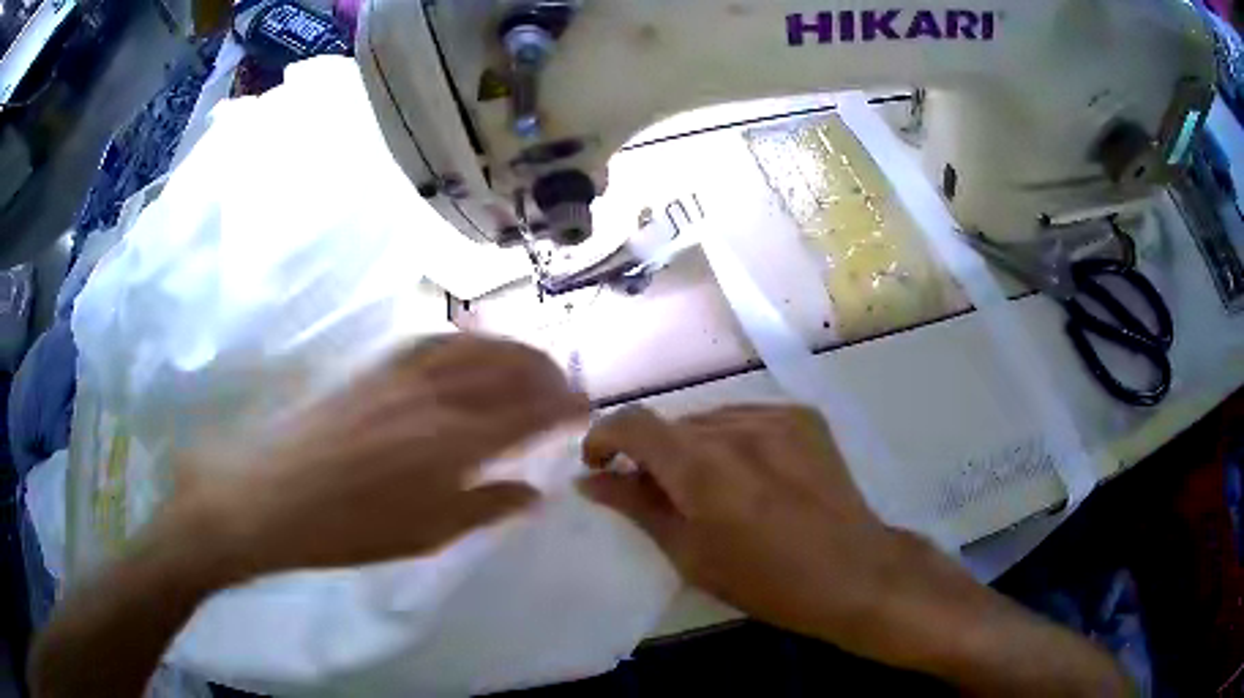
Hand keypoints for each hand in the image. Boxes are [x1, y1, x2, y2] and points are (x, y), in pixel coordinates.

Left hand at [177, 334, 587, 579]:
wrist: (273, 494)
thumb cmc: (350, 530)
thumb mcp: (425, 535)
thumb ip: (485, 508)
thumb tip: (534, 493)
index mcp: (454, 443)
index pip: (529, 413)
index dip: (565, 407)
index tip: (586, 411)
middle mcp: (437, 395)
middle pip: (509, 368)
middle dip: (548, 374)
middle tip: (566, 389)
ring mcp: (404, 372)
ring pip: (476, 345)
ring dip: (514, 351)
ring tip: (533, 364)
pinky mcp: (377, 364)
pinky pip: (437, 340)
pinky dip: (470, 341)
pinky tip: (475, 351)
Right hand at [579, 404, 924, 651]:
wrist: (854, 572)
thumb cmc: (765, 580)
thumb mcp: (690, 554)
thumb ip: (636, 507)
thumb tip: (591, 481)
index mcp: (701, 465)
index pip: (632, 423)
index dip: (604, 437)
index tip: (600, 466)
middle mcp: (736, 427)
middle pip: (673, 425)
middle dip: (654, 455)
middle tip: (662, 495)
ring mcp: (776, 416)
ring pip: (710, 420)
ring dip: (695, 447)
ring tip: (714, 489)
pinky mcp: (804, 417)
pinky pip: (747, 418)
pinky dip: (733, 441)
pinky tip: (753, 476)